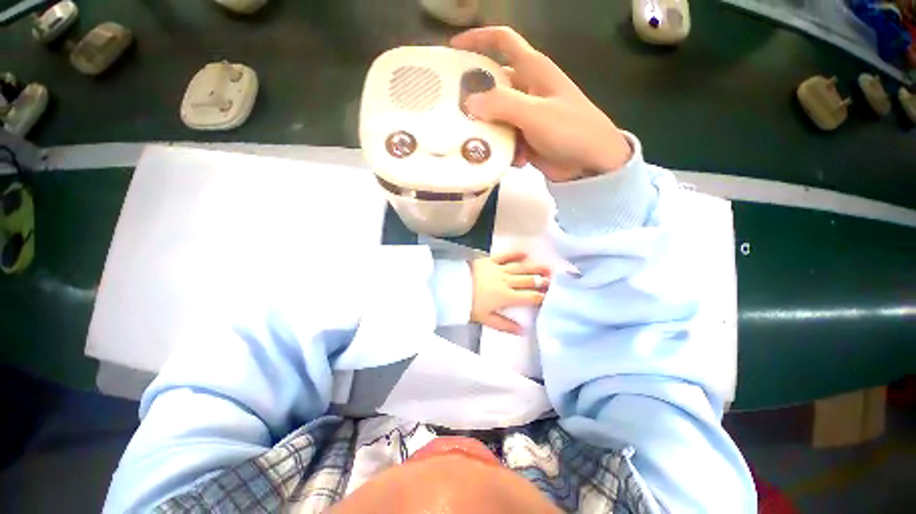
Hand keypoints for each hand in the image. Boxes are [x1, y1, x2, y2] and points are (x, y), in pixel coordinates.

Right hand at [451, 26, 631, 181]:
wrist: (592, 161)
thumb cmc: (570, 130)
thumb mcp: (536, 114)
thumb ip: (503, 105)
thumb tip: (470, 102)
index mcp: (533, 70)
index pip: (503, 41)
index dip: (478, 39)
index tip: (454, 49)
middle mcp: (527, 89)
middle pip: (493, 84)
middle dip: (475, 98)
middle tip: (454, 113)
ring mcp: (526, 115)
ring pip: (496, 116)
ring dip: (490, 131)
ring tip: (482, 145)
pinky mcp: (526, 137)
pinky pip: (505, 138)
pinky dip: (505, 149)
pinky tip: (513, 160)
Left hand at [470, 252, 549, 334]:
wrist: (451, 287)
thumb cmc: (468, 305)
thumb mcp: (485, 319)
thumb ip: (505, 325)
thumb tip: (523, 331)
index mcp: (506, 297)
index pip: (529, 297)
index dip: (542, 296)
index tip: (553, 295)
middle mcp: (506, 281)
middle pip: (527, 280)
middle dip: (542, 280)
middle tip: (555, 278)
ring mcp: (498, 269)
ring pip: (520, 268)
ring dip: (534, 267)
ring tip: (547, 266)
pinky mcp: (489, 260)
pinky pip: (505, 256)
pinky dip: (515, 254)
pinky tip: (525, 253)